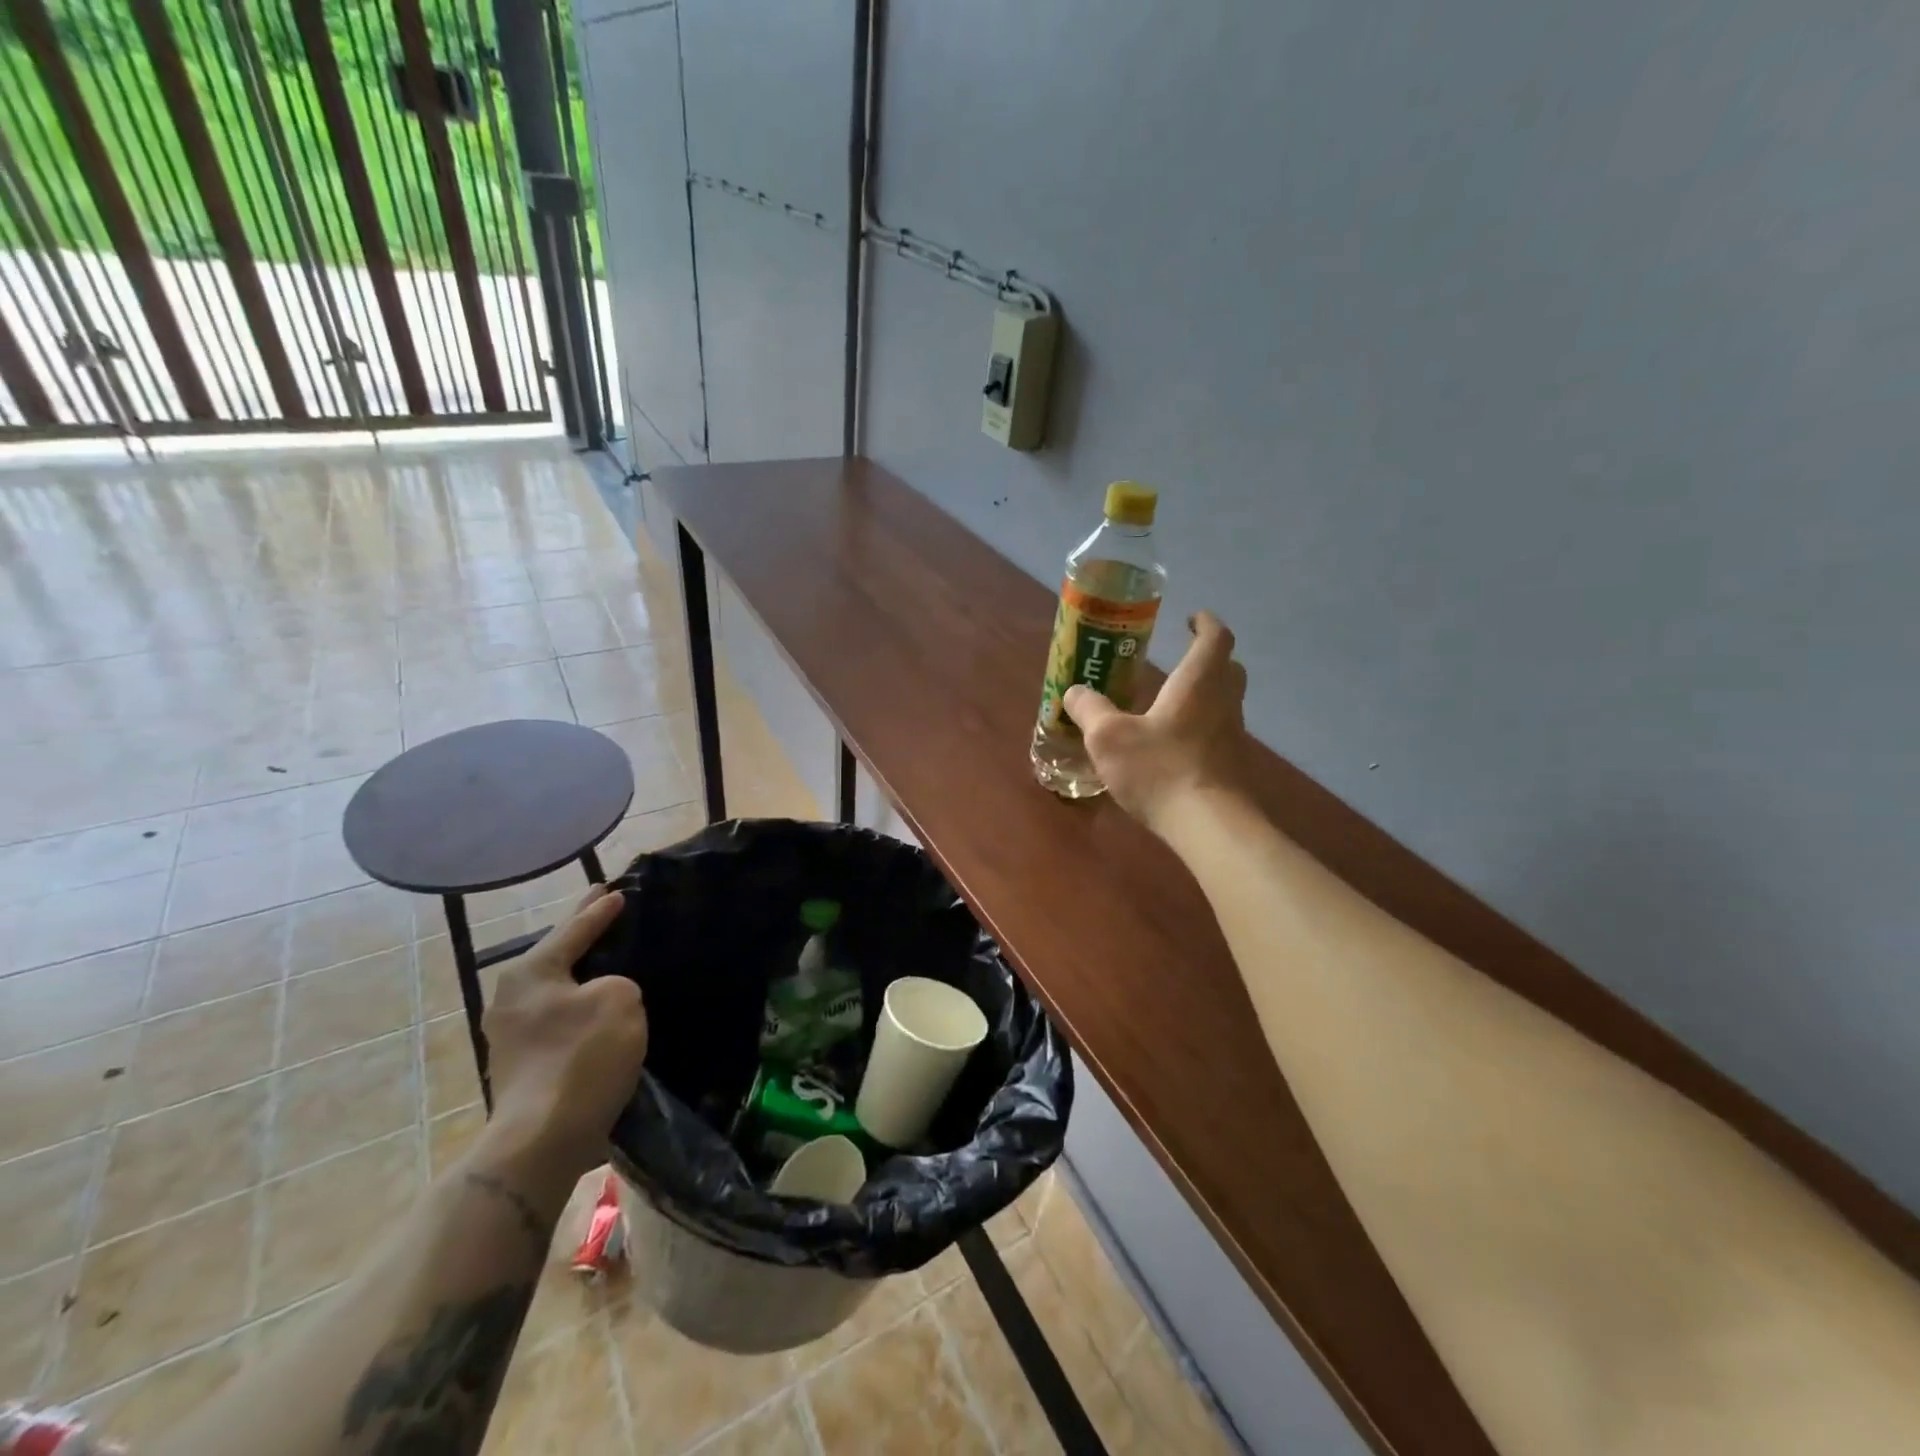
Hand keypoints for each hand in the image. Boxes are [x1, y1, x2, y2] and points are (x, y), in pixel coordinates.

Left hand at [481, 885, 644, 1180]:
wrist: (543, 1139)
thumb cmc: (582, 1056)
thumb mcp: (620, 999)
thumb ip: (617, 983)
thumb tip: (603, 997)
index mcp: (530, 973)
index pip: (572, 930)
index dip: (598, 910)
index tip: (616, 892)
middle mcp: (511, 999)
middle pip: (557, 956)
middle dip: (580, 935)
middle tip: (603, 909)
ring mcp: (511, 1036)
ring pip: (557, 990)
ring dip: (581, 975)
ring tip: (607, 958)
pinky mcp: (523, 1067)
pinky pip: (559, 1019)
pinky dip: (579, 1006)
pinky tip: (599, 1007)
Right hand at [1064, 610, 1250, 833]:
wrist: (1209, 826)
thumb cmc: (1160, 769)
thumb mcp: (1108, 737)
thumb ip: (1089, 709)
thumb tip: (1074, 691)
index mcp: (1198, 682)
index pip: (1215, 637)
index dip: (1205, 623)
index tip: (1191, 618)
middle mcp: (1223, 702)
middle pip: (1228, 668)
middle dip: (1208, 658)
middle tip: (1181, 659)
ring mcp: (1233, 736)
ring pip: (1225, 702)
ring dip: (1204, 694)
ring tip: (1170, 703)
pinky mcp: (1232, 766)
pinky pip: (1219, 733)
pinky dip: (1201, 727)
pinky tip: (1174, 746)